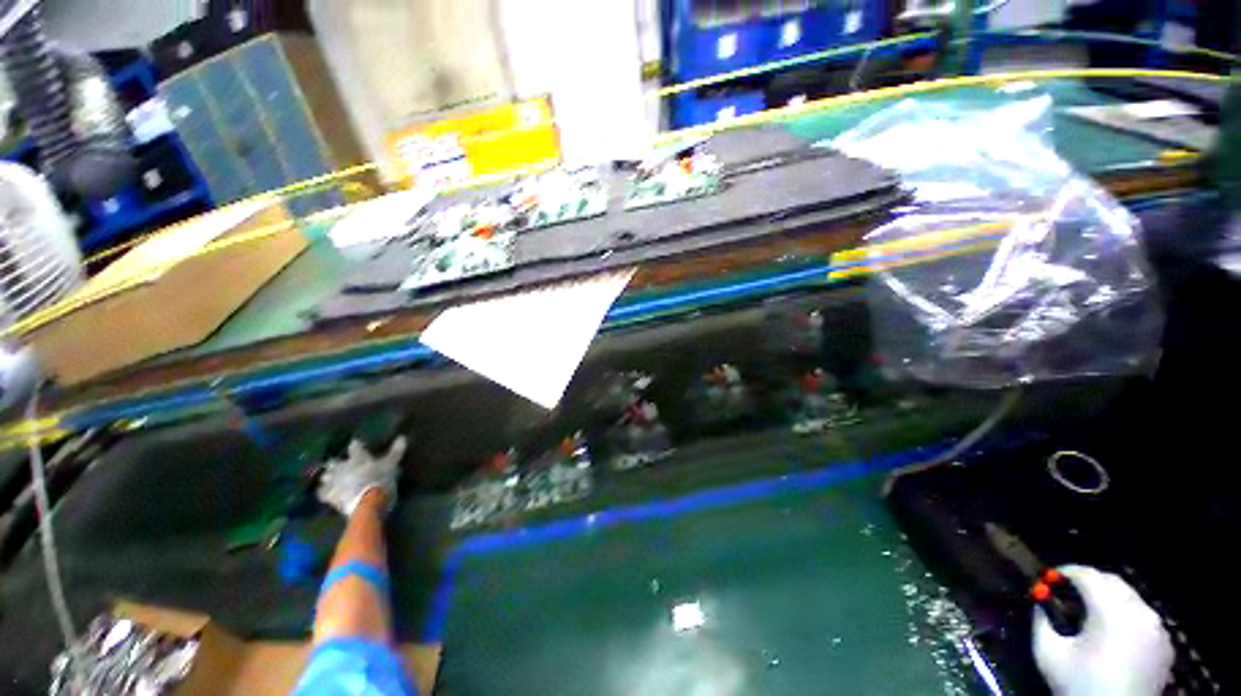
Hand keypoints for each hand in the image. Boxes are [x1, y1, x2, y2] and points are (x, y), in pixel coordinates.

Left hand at [317, 437, 406, 515]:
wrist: (367, 502)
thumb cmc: (380, 479)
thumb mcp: (392, 464)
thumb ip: (396, 451)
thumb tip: (402, 437)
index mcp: (357, 458)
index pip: (355, 446)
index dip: (355, 445)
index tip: (356, 443)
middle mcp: (342, 467)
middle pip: (333, 462)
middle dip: (334, 463)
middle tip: (338, 464)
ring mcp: (334, 482)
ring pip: (325, 477)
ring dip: (327, 477)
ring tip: (329, 478)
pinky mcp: (329, 496)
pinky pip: (321, 493)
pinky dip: (323, 492)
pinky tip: (325, 493)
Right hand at [1032, 564, 1173, 695]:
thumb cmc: (1079, 685)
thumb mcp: (1048, 653)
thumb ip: (1041, 621)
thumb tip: (1040, 602)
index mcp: (1111, 611)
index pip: (1088, 575)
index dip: (1066, 572)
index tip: (1049, 578)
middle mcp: (1139, 612)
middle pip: (1114, 582)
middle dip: (1090, 583)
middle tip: (1069, 594)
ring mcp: (1157, 629)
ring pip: (1131, 599)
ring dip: (1110, 599)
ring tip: (1091, 616)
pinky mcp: (1166, 644)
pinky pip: (1144, 619)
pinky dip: (1127, 618)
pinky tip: (1115, 636)